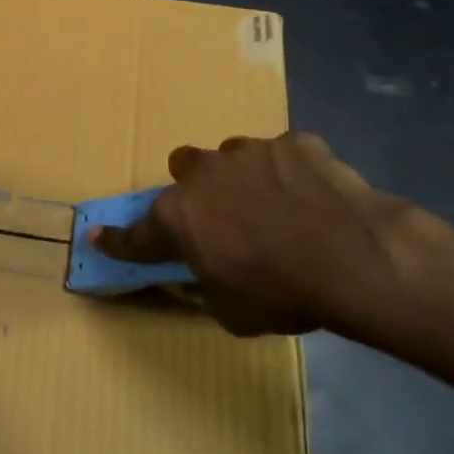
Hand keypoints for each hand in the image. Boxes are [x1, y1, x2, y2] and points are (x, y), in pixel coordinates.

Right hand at [92, 133, 409, 335]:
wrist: (356, 257)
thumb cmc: (283, 292)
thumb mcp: (231, 312)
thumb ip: (206, 285)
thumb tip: (203, 275)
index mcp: (178, 216)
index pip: (136, 233)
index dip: (117, 240)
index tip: (97, 236)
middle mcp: (204, 174)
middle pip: (183, 168)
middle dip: (195, 189)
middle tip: (221, 217)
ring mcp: (249, 151)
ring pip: (231, 157)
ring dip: (242, 178)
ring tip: (276, 207)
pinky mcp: (294, 142)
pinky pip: (283, 155)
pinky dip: (290, 174)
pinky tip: (315, 197)